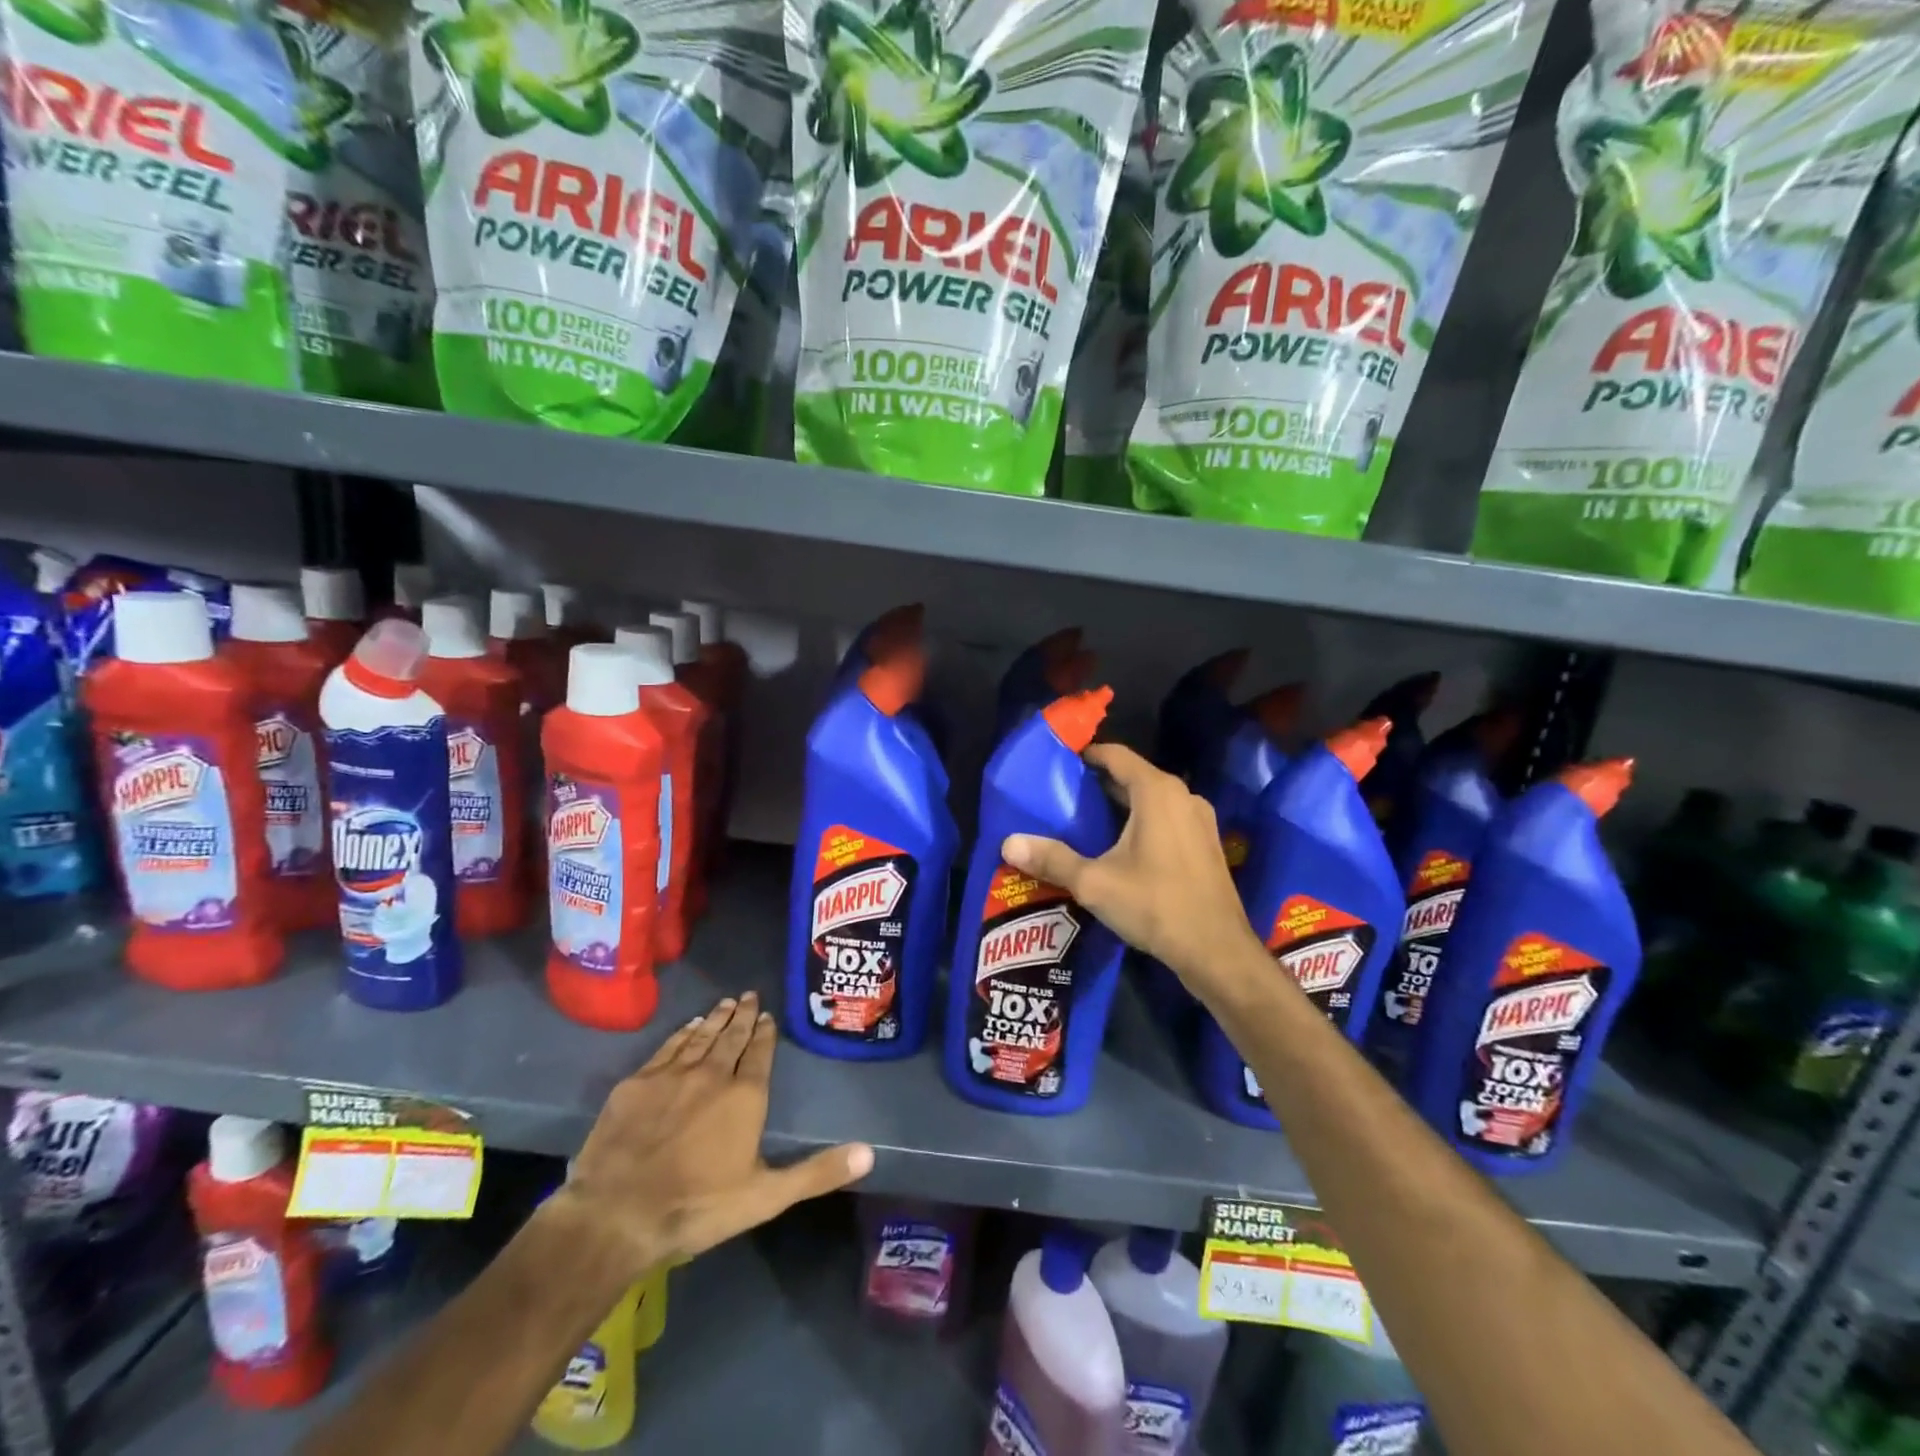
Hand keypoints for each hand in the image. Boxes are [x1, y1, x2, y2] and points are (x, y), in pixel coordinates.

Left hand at [552, 993, 872, 1278]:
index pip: (759, 1053)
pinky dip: (680, 1034)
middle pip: (730, 1037)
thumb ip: (817, 1172)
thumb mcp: (766, 1197)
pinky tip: (686, 1028)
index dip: (765, 1033)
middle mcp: (711, 1074)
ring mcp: (671, 1075)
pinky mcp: (636, 1084)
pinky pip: (666, 1048)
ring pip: (699, 1037)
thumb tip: (870, 1153)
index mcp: (745, 1096)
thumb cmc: (698, 1207)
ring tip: (724, 1003)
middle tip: (748, 995)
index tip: (767, 1015)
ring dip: (714, 1018)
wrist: (616, 1216)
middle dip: (742, 1015)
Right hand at [1003, 744, 1263, 999]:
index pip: (1116, 755)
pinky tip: (1121, 848)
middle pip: (1134, 776)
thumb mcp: (1094, 883)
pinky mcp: (1206, 845)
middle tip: (1064, 796)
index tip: (1060, 764)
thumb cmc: (1155, 905)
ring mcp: (1199, 821)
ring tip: (1086, 821)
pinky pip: (1167, 819)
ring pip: (1152, 800)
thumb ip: (1052, 859)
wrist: (1217, 951)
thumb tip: (1008, 843)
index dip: (1087, 755)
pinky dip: (1142, 822)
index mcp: (1157, 792)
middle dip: (1100, 783)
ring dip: (1122, 805)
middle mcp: (1182, 796)